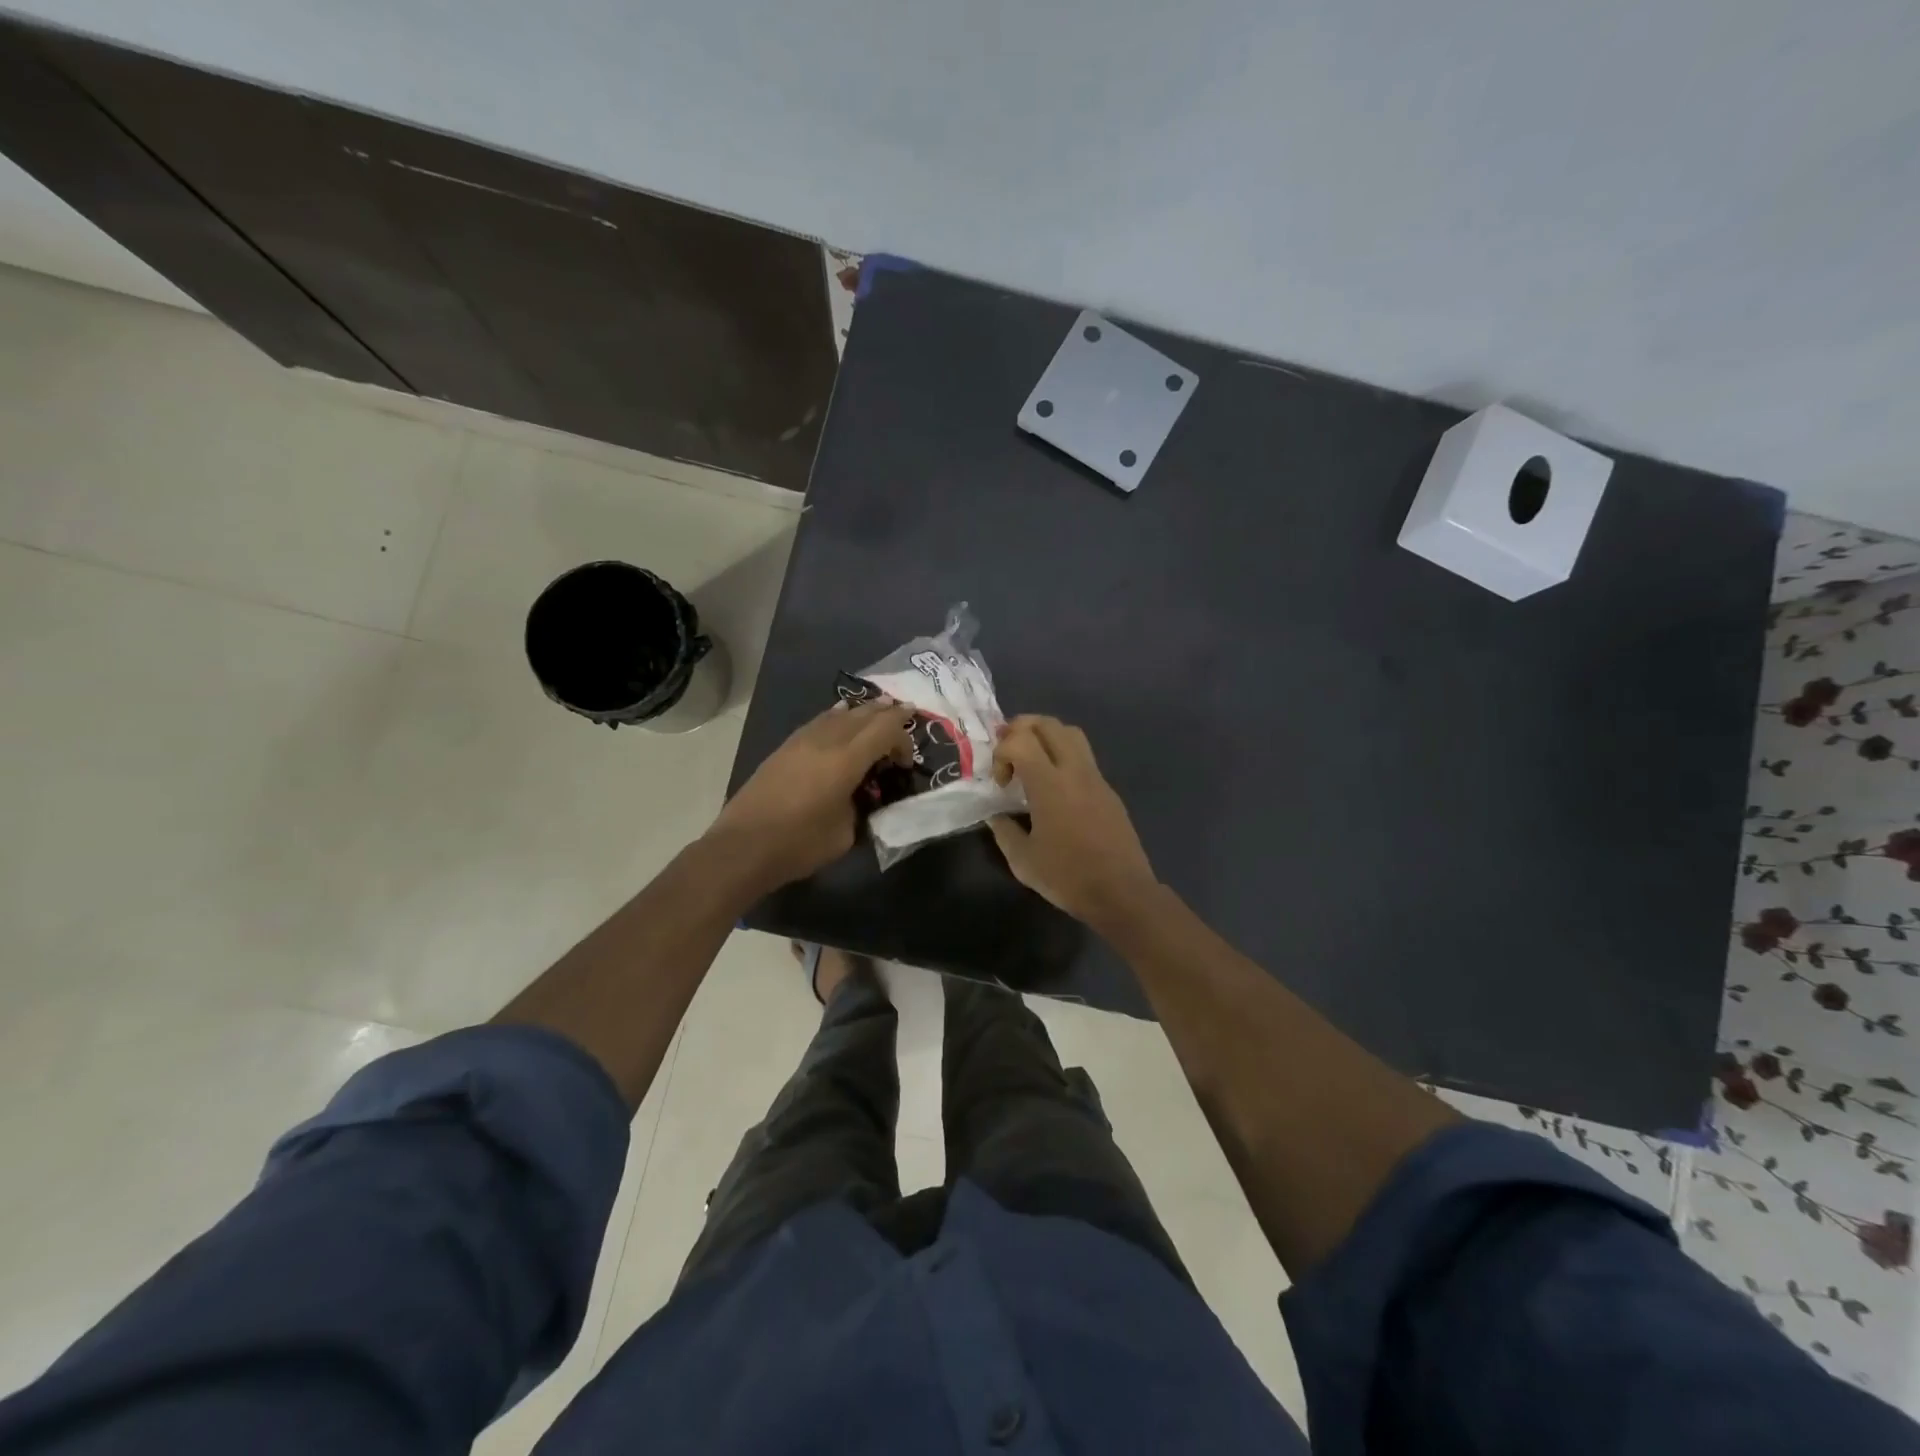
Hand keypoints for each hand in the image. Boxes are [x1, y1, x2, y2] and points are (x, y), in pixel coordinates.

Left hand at [706, 700, 914, 892]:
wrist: (742, 847)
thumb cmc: (799, 844)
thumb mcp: (845, 834)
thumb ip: (860, 808)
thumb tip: (861, 798)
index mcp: (846, 760)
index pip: (885, 730)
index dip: (903, 737)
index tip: (908, 761)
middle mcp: (826, 740)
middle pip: (864, 714)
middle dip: (888, 714)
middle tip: (905, 716)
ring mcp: (802, 741)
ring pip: (839, 713)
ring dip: (862, 711)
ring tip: (878, 708)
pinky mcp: (785, 748)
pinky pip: (820, 721)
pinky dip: (837, 716)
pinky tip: (840, 715)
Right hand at [989, 715, 1158, 927]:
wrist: (1122, 893)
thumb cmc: (1068, 877)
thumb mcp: (1023, 861)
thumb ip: (1004, 831)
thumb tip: (996, 816)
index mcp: (1049, 784)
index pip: (1020, 740)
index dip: (1001, 752)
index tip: (1001, 783)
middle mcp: (1075, 771)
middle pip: (1048, 724)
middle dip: (1021, 729)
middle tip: (1008, 753)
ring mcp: (1096, 778)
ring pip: (1071, 734)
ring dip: (1045, 737)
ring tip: (1031, 763)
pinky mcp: (1109, 790)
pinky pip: (1084, 757)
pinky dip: (1063, 757)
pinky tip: (1055, 789)